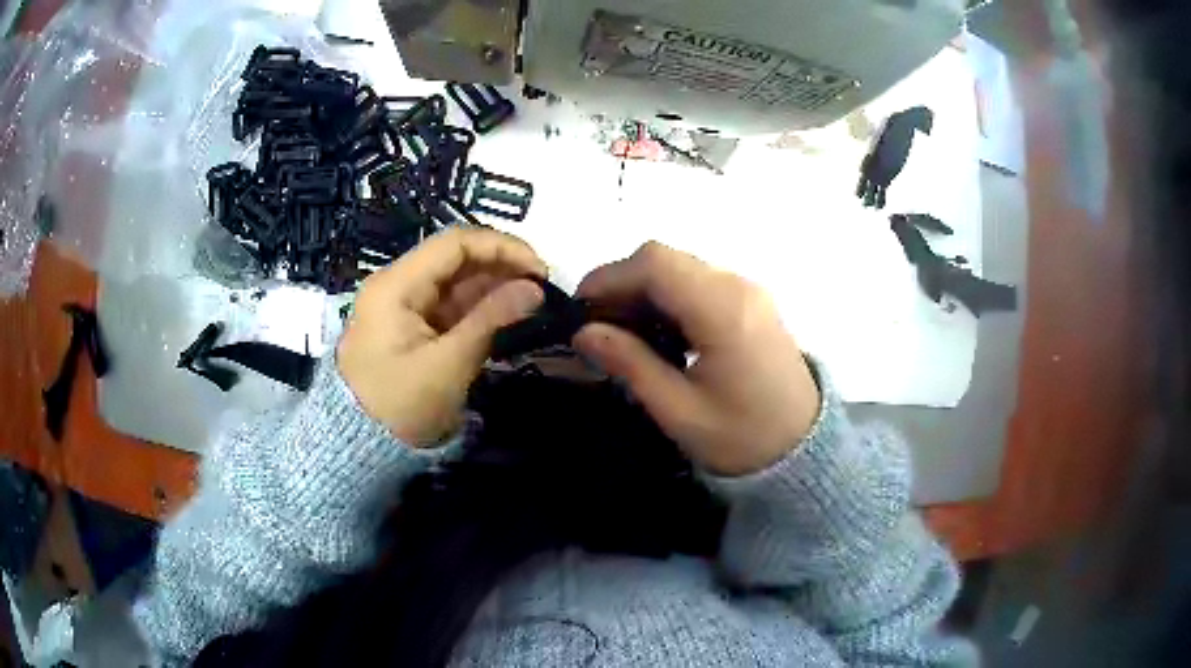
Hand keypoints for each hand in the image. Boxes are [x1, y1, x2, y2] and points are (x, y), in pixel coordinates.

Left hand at [338, 228, 545, 446]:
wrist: (361, 447)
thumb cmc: (400, 406)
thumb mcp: (448, 364)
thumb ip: (491, 319)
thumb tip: (535, 288)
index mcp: (396, 285)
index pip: (455, 244)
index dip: (502, 247)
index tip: (540, 270)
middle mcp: (398, 284)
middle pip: (455, 259)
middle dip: (501, 267)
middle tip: (542, 289)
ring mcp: (404, 306)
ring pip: (456, 282)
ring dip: (494, 288)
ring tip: (532, 302)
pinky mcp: (412, 327)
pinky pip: (450, 307)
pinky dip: (479, 309)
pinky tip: (508, 315)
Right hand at [574, 242, 820, 475]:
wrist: (804, 450)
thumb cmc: (743, 438)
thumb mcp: (679, 411)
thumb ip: (631, 364)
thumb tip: (584, 332)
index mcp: (723, 311)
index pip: (655, 264)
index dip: (609, 277)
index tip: (580, 310)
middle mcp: (737, 287)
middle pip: (665, 259)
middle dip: (622, 284)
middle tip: (597, 326)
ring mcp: (747, 291)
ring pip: (680, 268)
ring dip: (643, 290)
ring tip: (621, 333)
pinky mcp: (750, 302)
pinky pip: (698, 283)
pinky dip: (667, 297)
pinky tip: (657, 333)